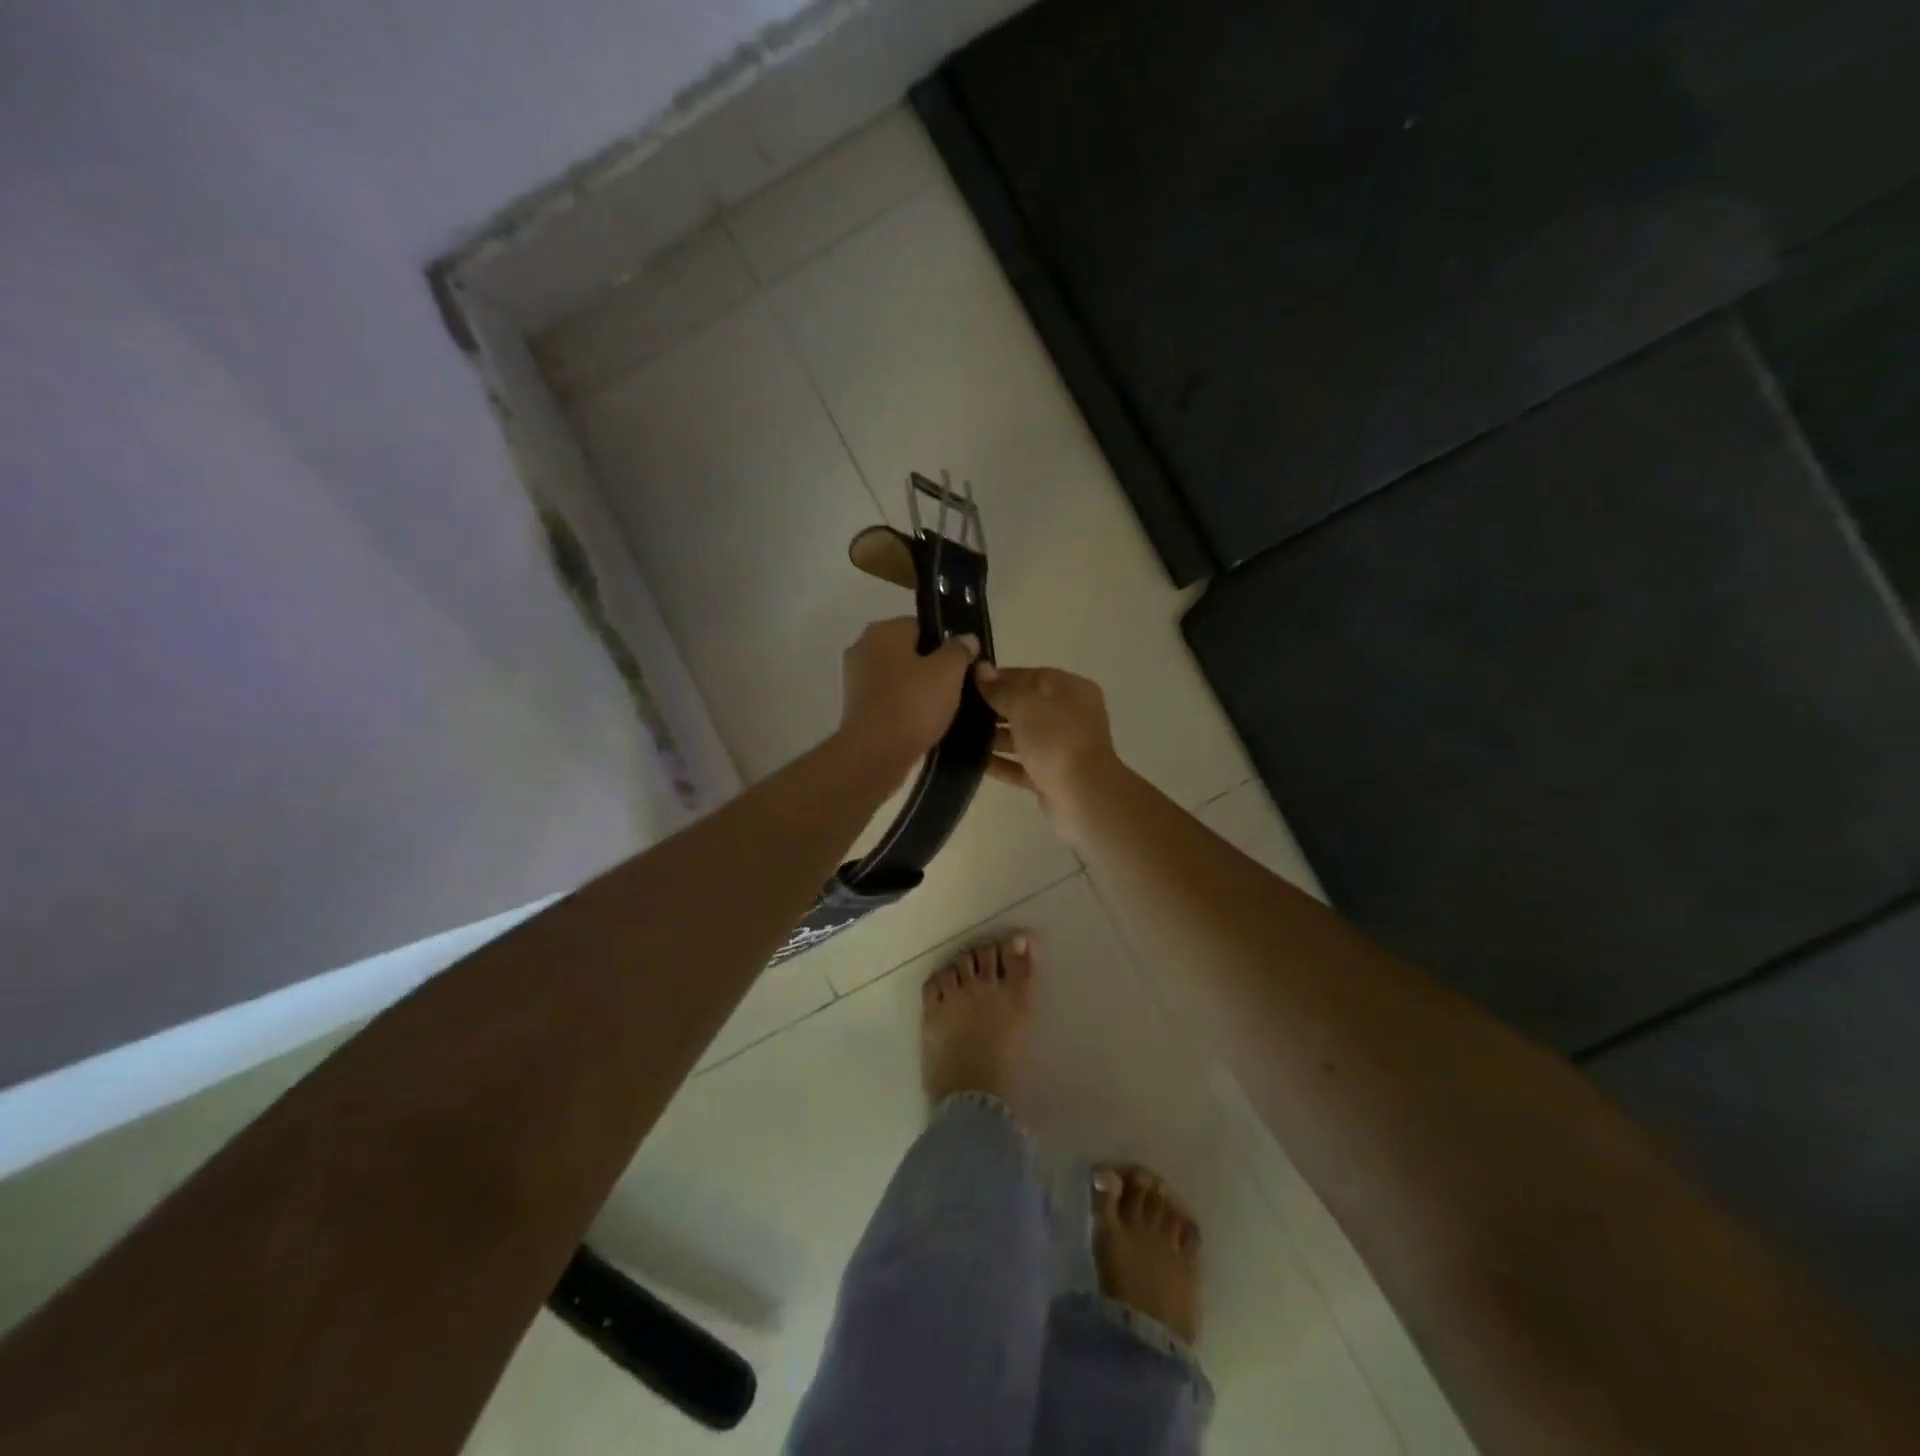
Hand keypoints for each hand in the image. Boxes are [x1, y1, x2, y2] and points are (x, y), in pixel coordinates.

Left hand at [839, 618, 979, 774]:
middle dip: (935, 668)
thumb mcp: (948, 671)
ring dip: (921, 690)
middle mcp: (864, 649)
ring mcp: (857, 680)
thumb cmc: (913, 704)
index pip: (922, 626)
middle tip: (960, 687)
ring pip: (901, 678)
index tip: (965, 664)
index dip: (947, 643)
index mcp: (883, 631)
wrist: (875, 754)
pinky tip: (926, 723)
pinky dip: (907, 708)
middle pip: (911, 652)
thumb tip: (966, 639)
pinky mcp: (858, 709)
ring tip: (946, 709)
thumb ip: (959, 650)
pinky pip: (891, 700)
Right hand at [973, 662, 1121, 838]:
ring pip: (1022, 737)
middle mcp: (1070, 716)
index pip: (1033, 676)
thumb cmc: (1056, 739)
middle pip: (1027, 707)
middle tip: (959, 709)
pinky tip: (971, 761)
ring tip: (958, 735)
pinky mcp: (1051, 777)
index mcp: (1072, 690)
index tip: (969, 682)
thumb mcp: (1025, 705)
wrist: (1082, 795)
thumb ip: (1001, 689)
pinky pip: (1020, 765)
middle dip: (994, 708)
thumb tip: (982, 670)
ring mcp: (1061, 749)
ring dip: (994, 737)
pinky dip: (1000, 763)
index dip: (1001, 677)